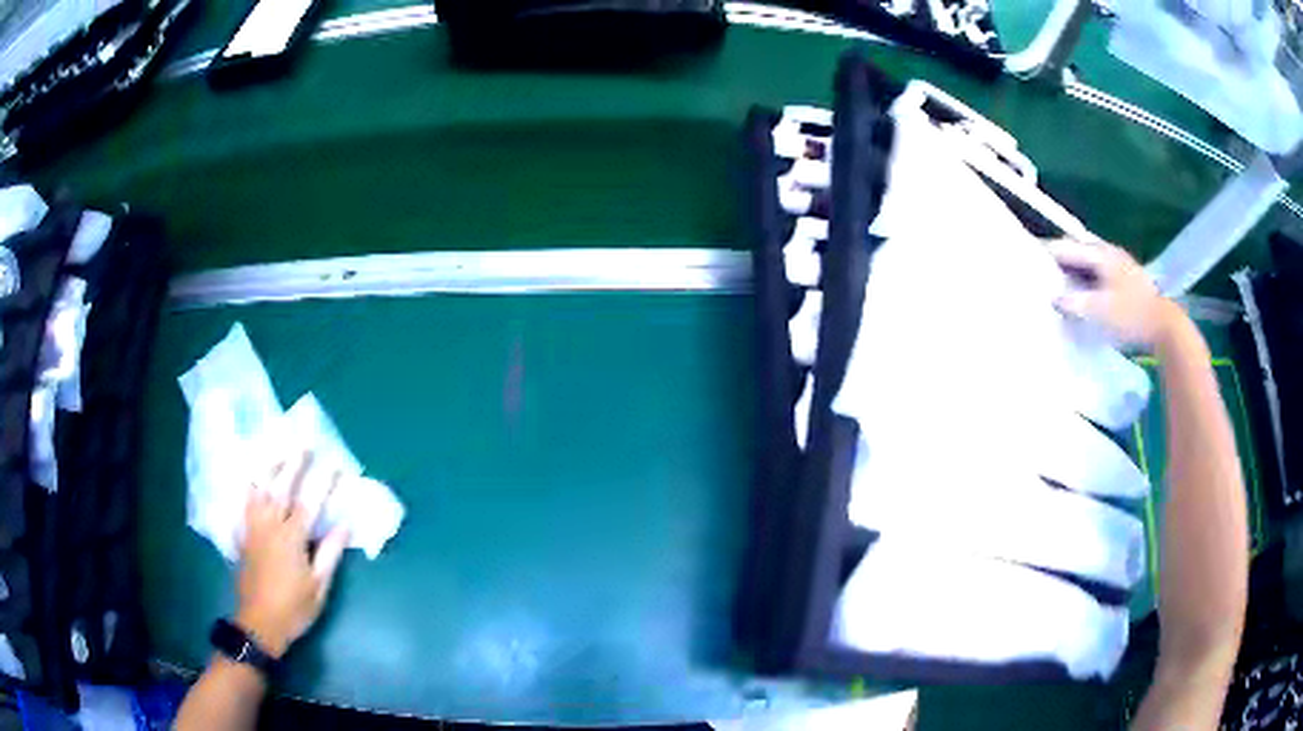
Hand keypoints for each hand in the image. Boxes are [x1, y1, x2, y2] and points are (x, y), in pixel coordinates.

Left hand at [236, 452, 348, 658]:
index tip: (335, 464)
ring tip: (277, 450)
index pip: (309, 504)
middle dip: (293, 464)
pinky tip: (252, 478)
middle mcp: (270, 527)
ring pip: (258, 490)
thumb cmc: (294, 608)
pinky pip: (244, 504)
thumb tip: (345, 525)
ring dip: (269, 468)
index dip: (323, 482)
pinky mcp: (243, 536)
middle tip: (303, 443)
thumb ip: (329, 553)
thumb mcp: (318, 587)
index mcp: (292, 540)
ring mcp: (253, 529)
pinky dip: (249, 487)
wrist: (259, 623)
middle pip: (280, 488)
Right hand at [1047, 237, 1181, 348]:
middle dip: (1059, 258)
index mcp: (1100, 254)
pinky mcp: (1125, 279)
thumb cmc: (1131, 315)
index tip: (1028, 257)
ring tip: (1058, 282)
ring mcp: (1119, 264)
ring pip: (1088, 261)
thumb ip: (1075, 302)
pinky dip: (1086, 277)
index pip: (1066, 246)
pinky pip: (1098, 272)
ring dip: (1073, 268)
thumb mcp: (1100, 311)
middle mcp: (1108, 252)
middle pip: (1077, 249)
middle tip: (1041, 270)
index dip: (1047, 251)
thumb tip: (1053, 297)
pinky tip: (1083, 292)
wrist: (1164, 326)